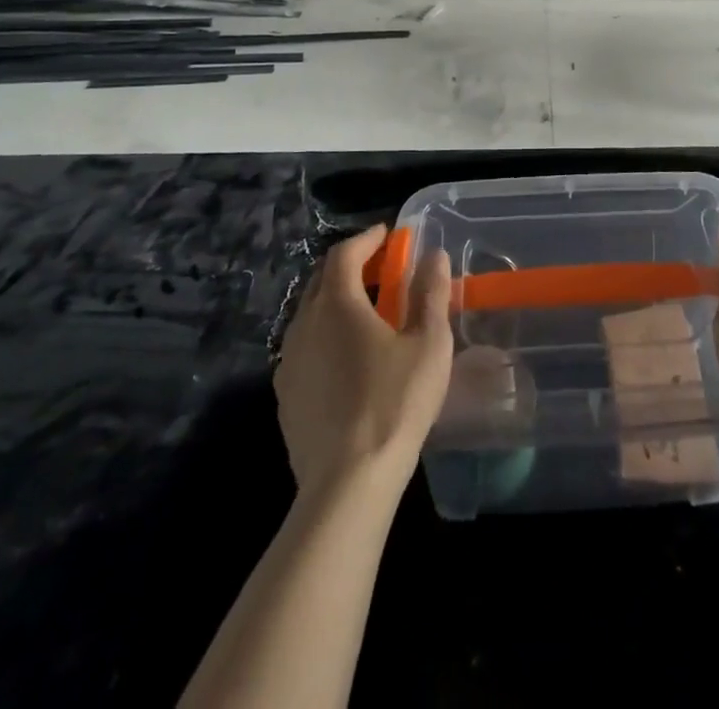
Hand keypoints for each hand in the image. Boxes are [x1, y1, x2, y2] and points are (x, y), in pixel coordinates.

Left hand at [275, 224, 453, 499]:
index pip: (345, 254)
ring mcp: (288, 362)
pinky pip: (303, 348)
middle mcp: (304, 324)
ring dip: (336, 302)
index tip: (387, 235)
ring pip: (310, 315)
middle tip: (380, 269)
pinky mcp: (285, 396)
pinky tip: (347, 359)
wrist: (347, 482)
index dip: (367, 239)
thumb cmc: (394, 403)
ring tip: (367, 313)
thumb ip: (430, 294)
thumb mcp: (428, 343)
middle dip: (350, 266)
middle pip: (322, 280)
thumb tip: (433, 256)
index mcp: (337, 304)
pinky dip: (325, 336)